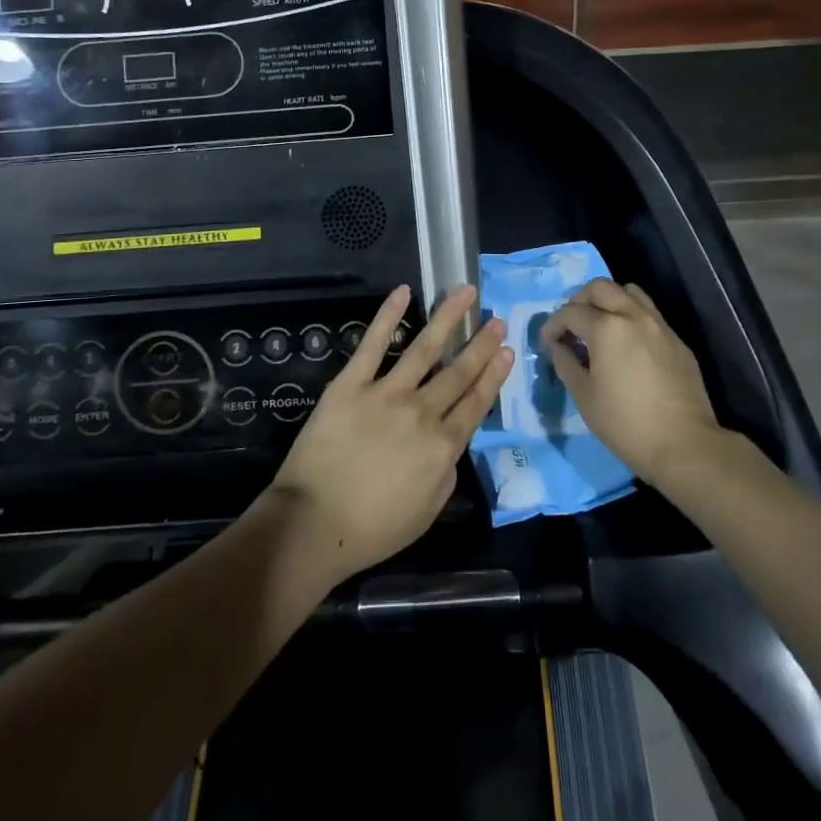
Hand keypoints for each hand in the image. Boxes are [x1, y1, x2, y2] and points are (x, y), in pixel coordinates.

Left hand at [269, 284, 511, 582]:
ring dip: (448, 318)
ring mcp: (386, 393)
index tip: (507, 351)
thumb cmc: (372, 528)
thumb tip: (450, 441)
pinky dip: (388, 315)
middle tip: (497, 319)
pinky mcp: (351, 383)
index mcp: (442, 446)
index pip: (476, 403)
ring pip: (425, 348)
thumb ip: (446, 471)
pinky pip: (373, 344)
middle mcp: (422, 412)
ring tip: (466, 291)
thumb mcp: (427, 512)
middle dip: (481, 344)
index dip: (494, 376)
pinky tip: (403, 292)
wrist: (314, 523)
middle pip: (458, 372)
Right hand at [541, 279, 722, 487]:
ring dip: (609, 301)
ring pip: (629, 292)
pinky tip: (627, 345)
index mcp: (607, 328)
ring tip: (600, 327)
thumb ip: (565, 363)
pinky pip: (649, 313)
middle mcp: (634, 315)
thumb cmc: (626, 423)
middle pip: (600, 287)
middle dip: (579, 301)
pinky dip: (631, 316)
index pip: (570, 312)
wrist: (684, 445)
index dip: (552, 325)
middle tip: (572, 326)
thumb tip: (557, 346)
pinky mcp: (677, 340)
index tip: (547, 343)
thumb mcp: (584, 396)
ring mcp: (659, 325)